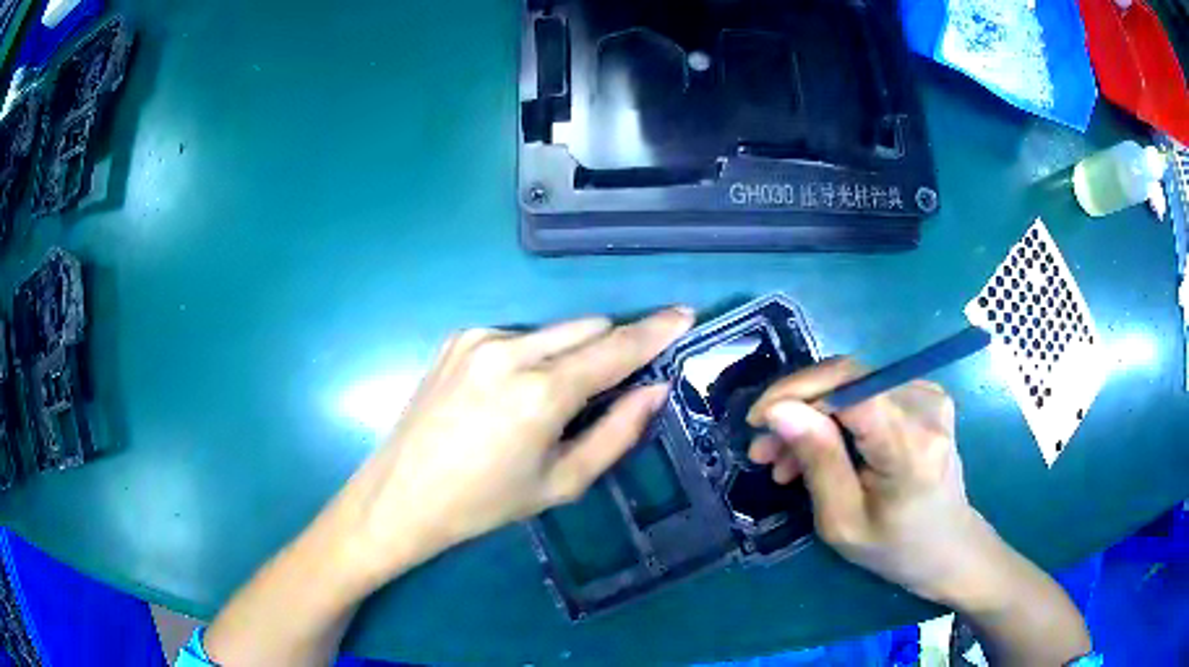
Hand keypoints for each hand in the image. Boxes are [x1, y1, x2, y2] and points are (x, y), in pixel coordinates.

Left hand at [326, 307, 693, 585]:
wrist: (402, 495)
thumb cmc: (485, 503)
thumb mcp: (561, 482)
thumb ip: (617, 432)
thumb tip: (654, 389)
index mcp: (541, 392)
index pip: (616, 347)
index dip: (655, 330)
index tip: (684, 314)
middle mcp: (511, 349)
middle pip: (588, 326)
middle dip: (612, 345)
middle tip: (615, 383)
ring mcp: (479, 338)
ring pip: (553, 329)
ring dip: (571, 352)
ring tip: (551, 400)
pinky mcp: (458, 338)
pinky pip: (518, 335)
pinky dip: (533, 355)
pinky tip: (511, 393)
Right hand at [745, 357, 999, 605]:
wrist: (948, 546)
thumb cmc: (895, 547)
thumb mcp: (843, 521)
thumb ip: (818, 460)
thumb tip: (780, 410)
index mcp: (910, 445)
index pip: (849, 385)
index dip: (796, 391)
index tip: (756, 420)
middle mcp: (925, 406)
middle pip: (846, 380)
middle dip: (797, 409)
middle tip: (764, 451)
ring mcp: (930, 395)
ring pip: (851, 385)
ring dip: (813, 417)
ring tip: (785, 461)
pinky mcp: (926, 396)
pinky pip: (867, 393)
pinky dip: (836, 418)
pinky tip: (821, 450)